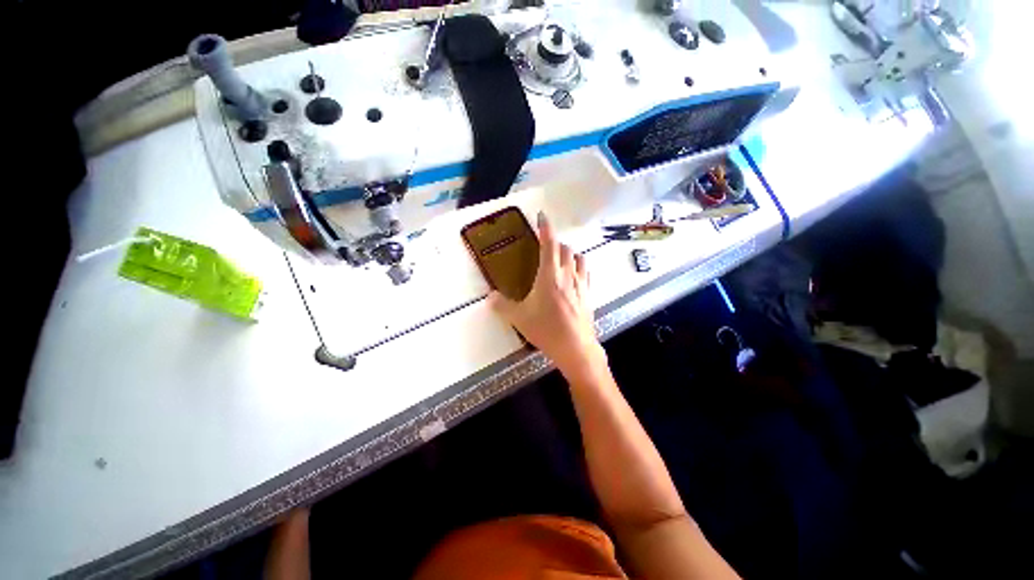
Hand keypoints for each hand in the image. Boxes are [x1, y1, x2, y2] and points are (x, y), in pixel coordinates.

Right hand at [488, 212, 604, 376]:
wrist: (575, 347)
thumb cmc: (546, 329)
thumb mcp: (519, 318)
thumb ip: (502, 305)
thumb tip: (490, 297)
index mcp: (549, 275)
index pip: (549, 243)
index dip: (545, 227)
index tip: (542, 216)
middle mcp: (567, 274)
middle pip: (565, 248)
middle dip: (555, 243)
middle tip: (545, 247)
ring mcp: (581, 284)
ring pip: (578, 258)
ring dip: (569, 254)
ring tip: (560, 260)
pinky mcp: (588, 294)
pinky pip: (586, 273)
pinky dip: (579, 267)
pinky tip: (574, 276)